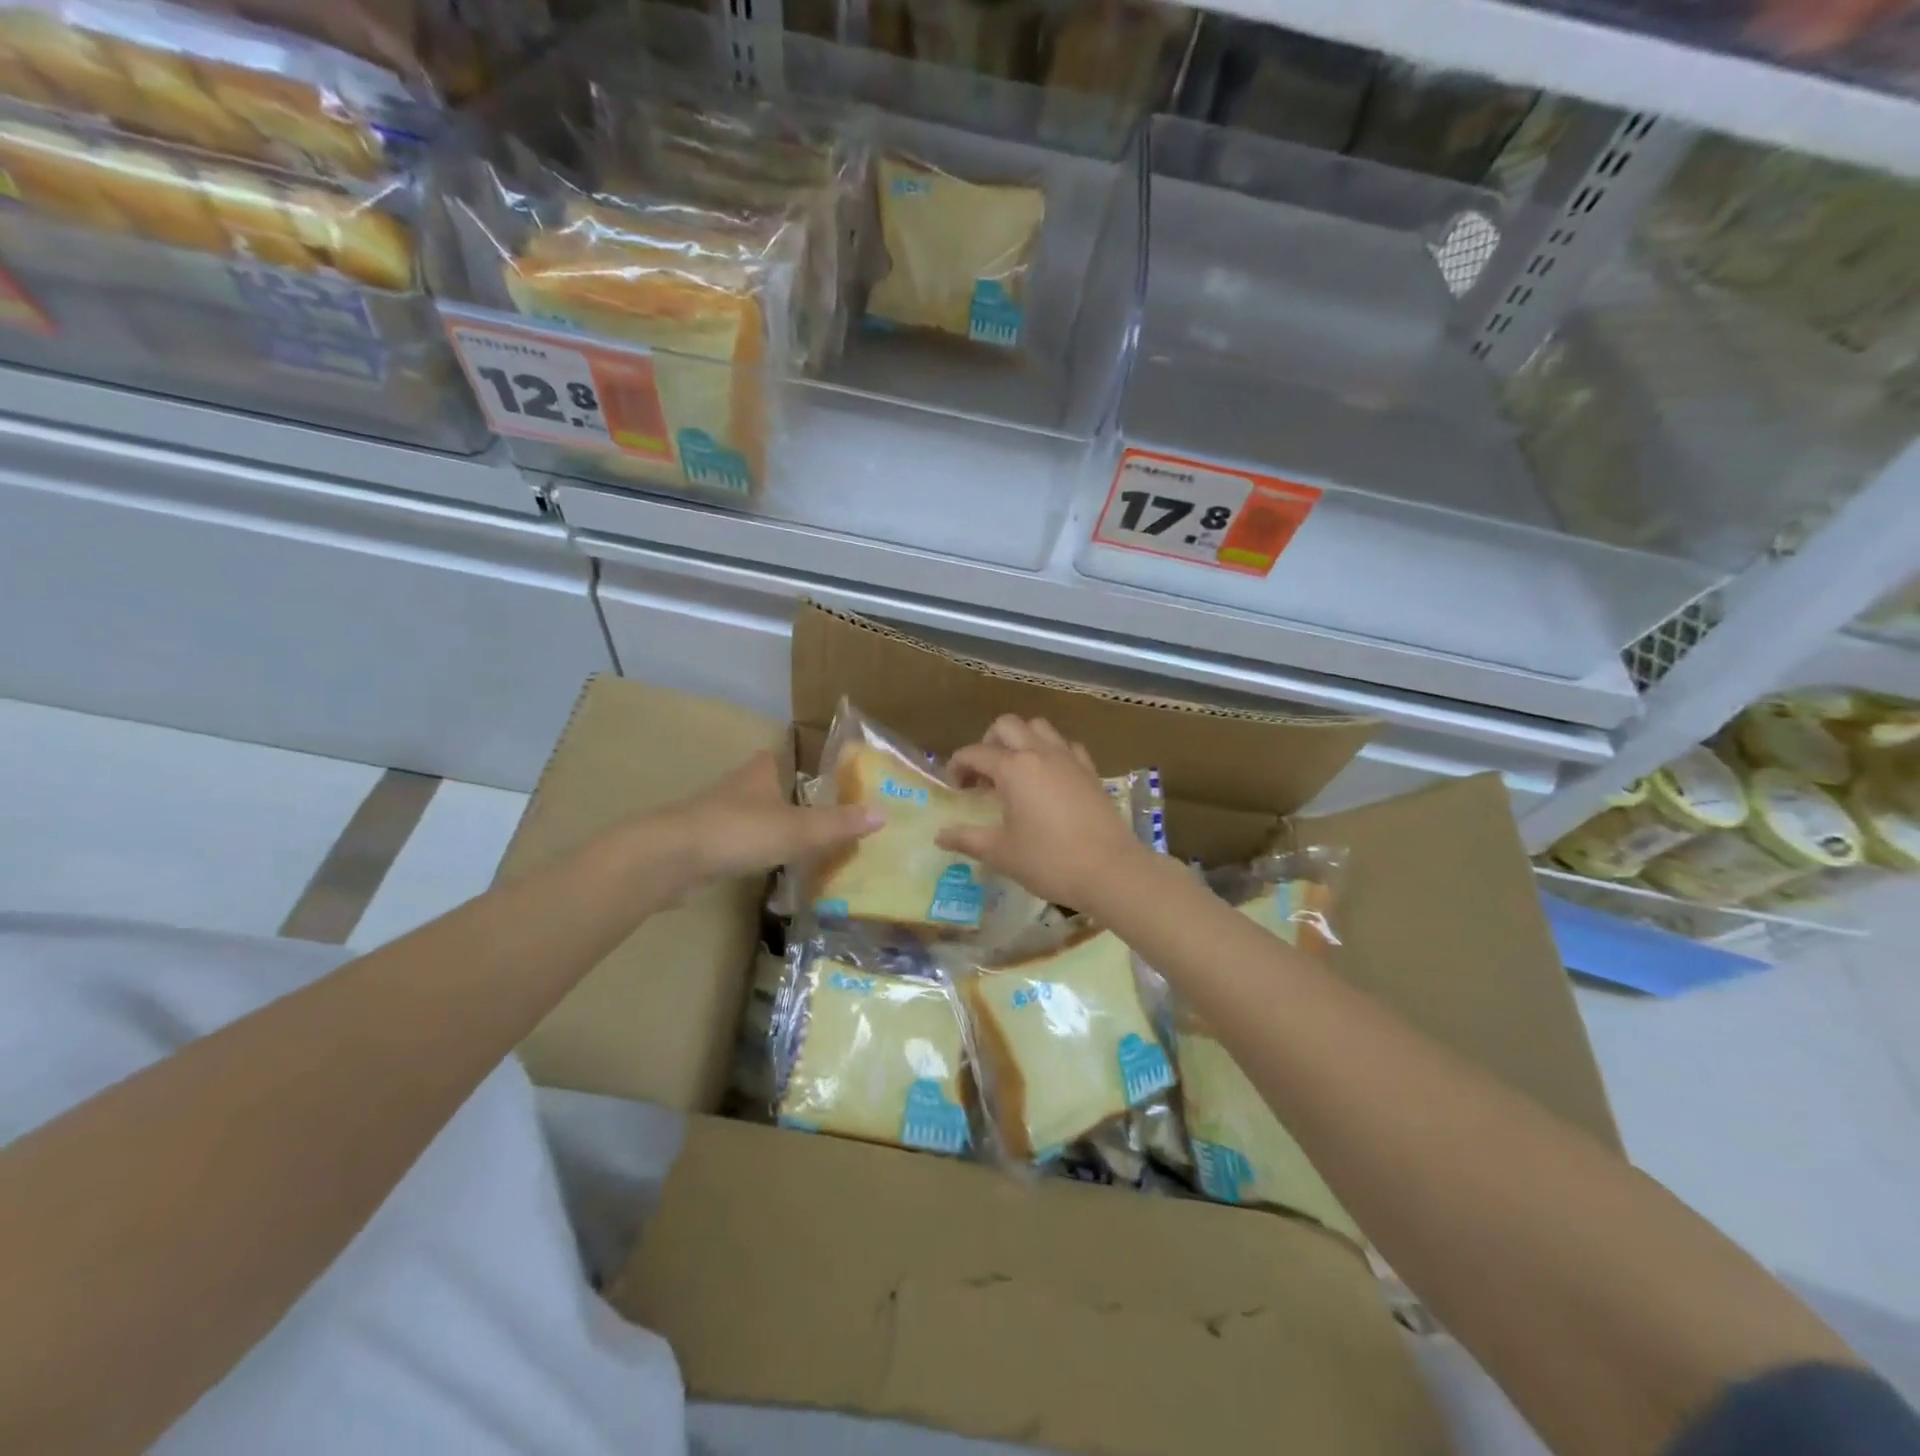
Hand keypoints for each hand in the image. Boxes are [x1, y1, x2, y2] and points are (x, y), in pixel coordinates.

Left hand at [666, 751, 879, 885]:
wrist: (670, 858)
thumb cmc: (739, 831)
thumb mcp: (798, 829)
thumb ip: (838, 824)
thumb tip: (883, 814)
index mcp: (759, 774)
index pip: (777, 758)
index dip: (793, 763)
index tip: (816, 777)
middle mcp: (736, 788)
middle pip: (764, 788)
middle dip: (784, 798)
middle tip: (817, 817)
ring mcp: (713, 817)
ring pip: (747, 816)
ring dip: (767, 827)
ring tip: (798, 846)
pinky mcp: (700, 846)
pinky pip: (733, 844)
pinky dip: (748, 852)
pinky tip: (763, 868)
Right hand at [936, 716, 1148, 909]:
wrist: (1110, 870)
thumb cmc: (1048, 861)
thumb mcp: (1001, 853)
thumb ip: (966, 839)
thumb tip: (939, 836)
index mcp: (1013, 768)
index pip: (975, 753)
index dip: (957, 766)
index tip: (954, 789)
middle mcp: (1040, 753)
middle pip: (1007, 725)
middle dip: (988, 743)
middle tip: (983, 775)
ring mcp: (1069, 758)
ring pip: (1039, 728)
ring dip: (1020, 740)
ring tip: (1015, 771)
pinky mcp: (1090, 771)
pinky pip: (1066, 746)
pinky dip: (1051, 752)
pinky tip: (1049, 778)